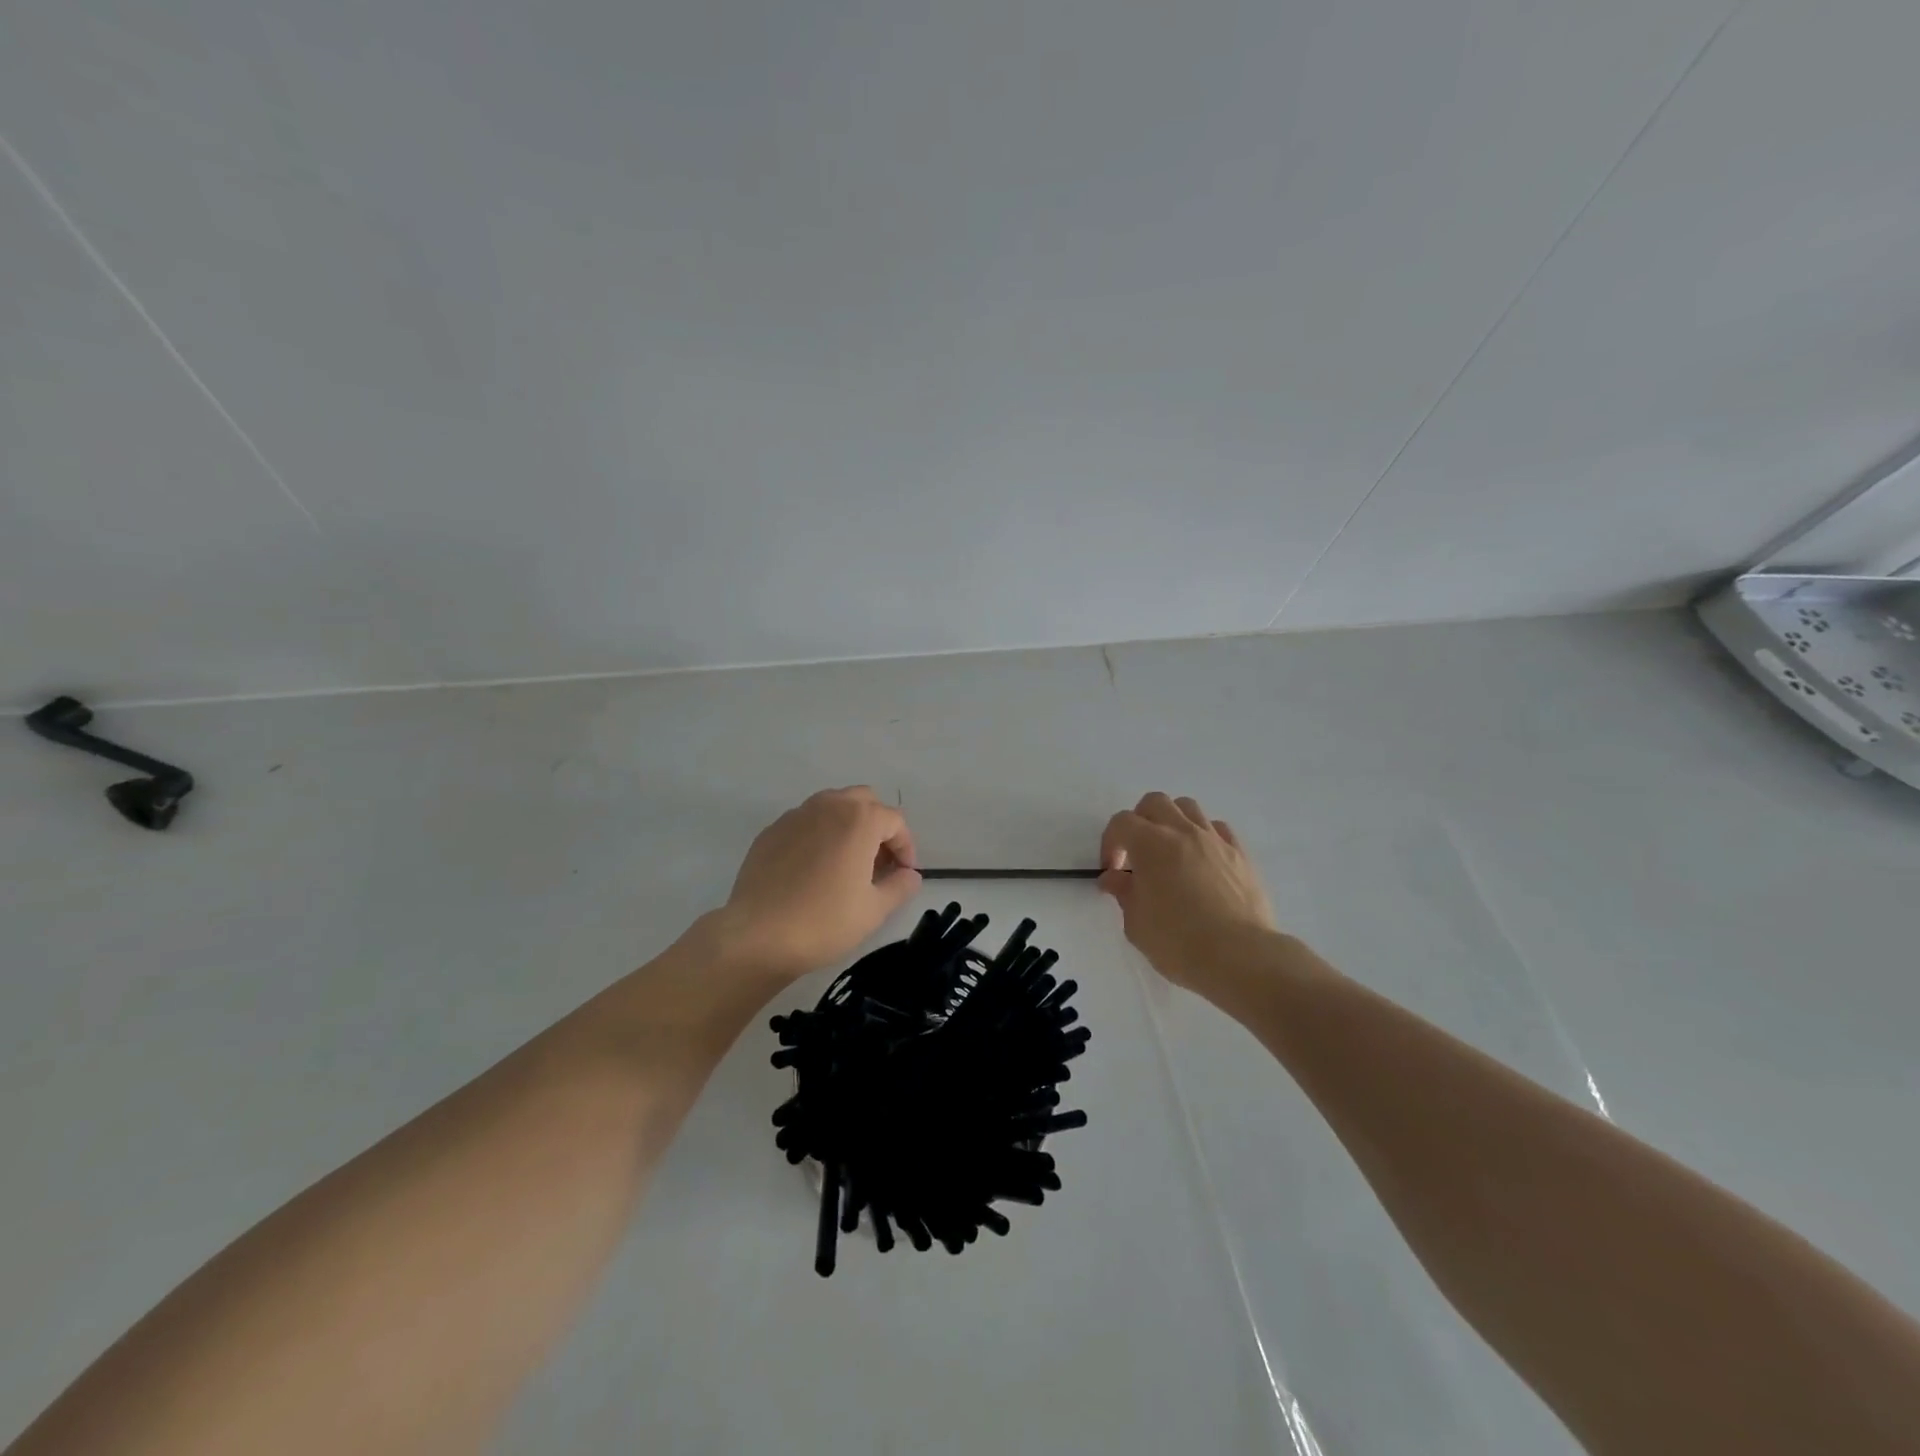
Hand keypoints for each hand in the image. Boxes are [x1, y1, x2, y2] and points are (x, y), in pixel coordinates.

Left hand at [714, 787, 921, 979]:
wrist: (757, 936)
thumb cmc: (824, 921)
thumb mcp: (874, 910)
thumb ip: (900, 886)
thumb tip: (910, 875)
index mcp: (859, 819)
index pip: (895, 821)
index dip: (905, 847)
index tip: (903, 874)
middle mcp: (828, 806)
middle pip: (864, 801)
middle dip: (877, 826)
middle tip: (878, 862)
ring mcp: (795, 816)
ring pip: (832, 806)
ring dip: (848, 825)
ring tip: (847, 862)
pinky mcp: (771, 831)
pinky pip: (805, 822)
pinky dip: (819, 835)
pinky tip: (813, 869)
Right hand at [1099, 793, 1276, 993]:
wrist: (1240, 957)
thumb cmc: (1179, 942)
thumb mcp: (1137, 924)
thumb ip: (1124, 893)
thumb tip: (1115, 878)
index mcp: (1151, 844)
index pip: (1121, 822)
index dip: (1110, 843)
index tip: (1113, 871)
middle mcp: (1183, 832)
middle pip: (1155, 802)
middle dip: (1140, 822)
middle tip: (1138, 853)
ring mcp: (1215, 840)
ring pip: (1189, 808)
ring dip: (1172, 822)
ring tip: (1171, 852)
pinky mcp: (1241, 854)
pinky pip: (1218, 829)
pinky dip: (1204, 836)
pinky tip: (1202, 861)